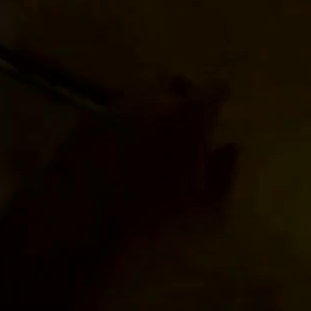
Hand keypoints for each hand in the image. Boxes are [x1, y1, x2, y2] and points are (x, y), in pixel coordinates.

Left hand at [36, 80, 235, 261]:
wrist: (80, 228)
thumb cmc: (152, 219)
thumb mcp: (202, 206)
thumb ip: (223, 172)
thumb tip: (231, 147)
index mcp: (188, 116)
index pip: (214, 90)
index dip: (218, 97)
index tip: (220, 104)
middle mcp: (153, 99)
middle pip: (174, 82)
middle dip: (182, 95)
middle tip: (184, 120)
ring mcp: (116, 106)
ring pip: (141, 93)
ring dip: (151, 107)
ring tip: (150, 135)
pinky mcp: (86, 120)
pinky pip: (114, 111)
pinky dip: (123, 123)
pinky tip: (120, 148)